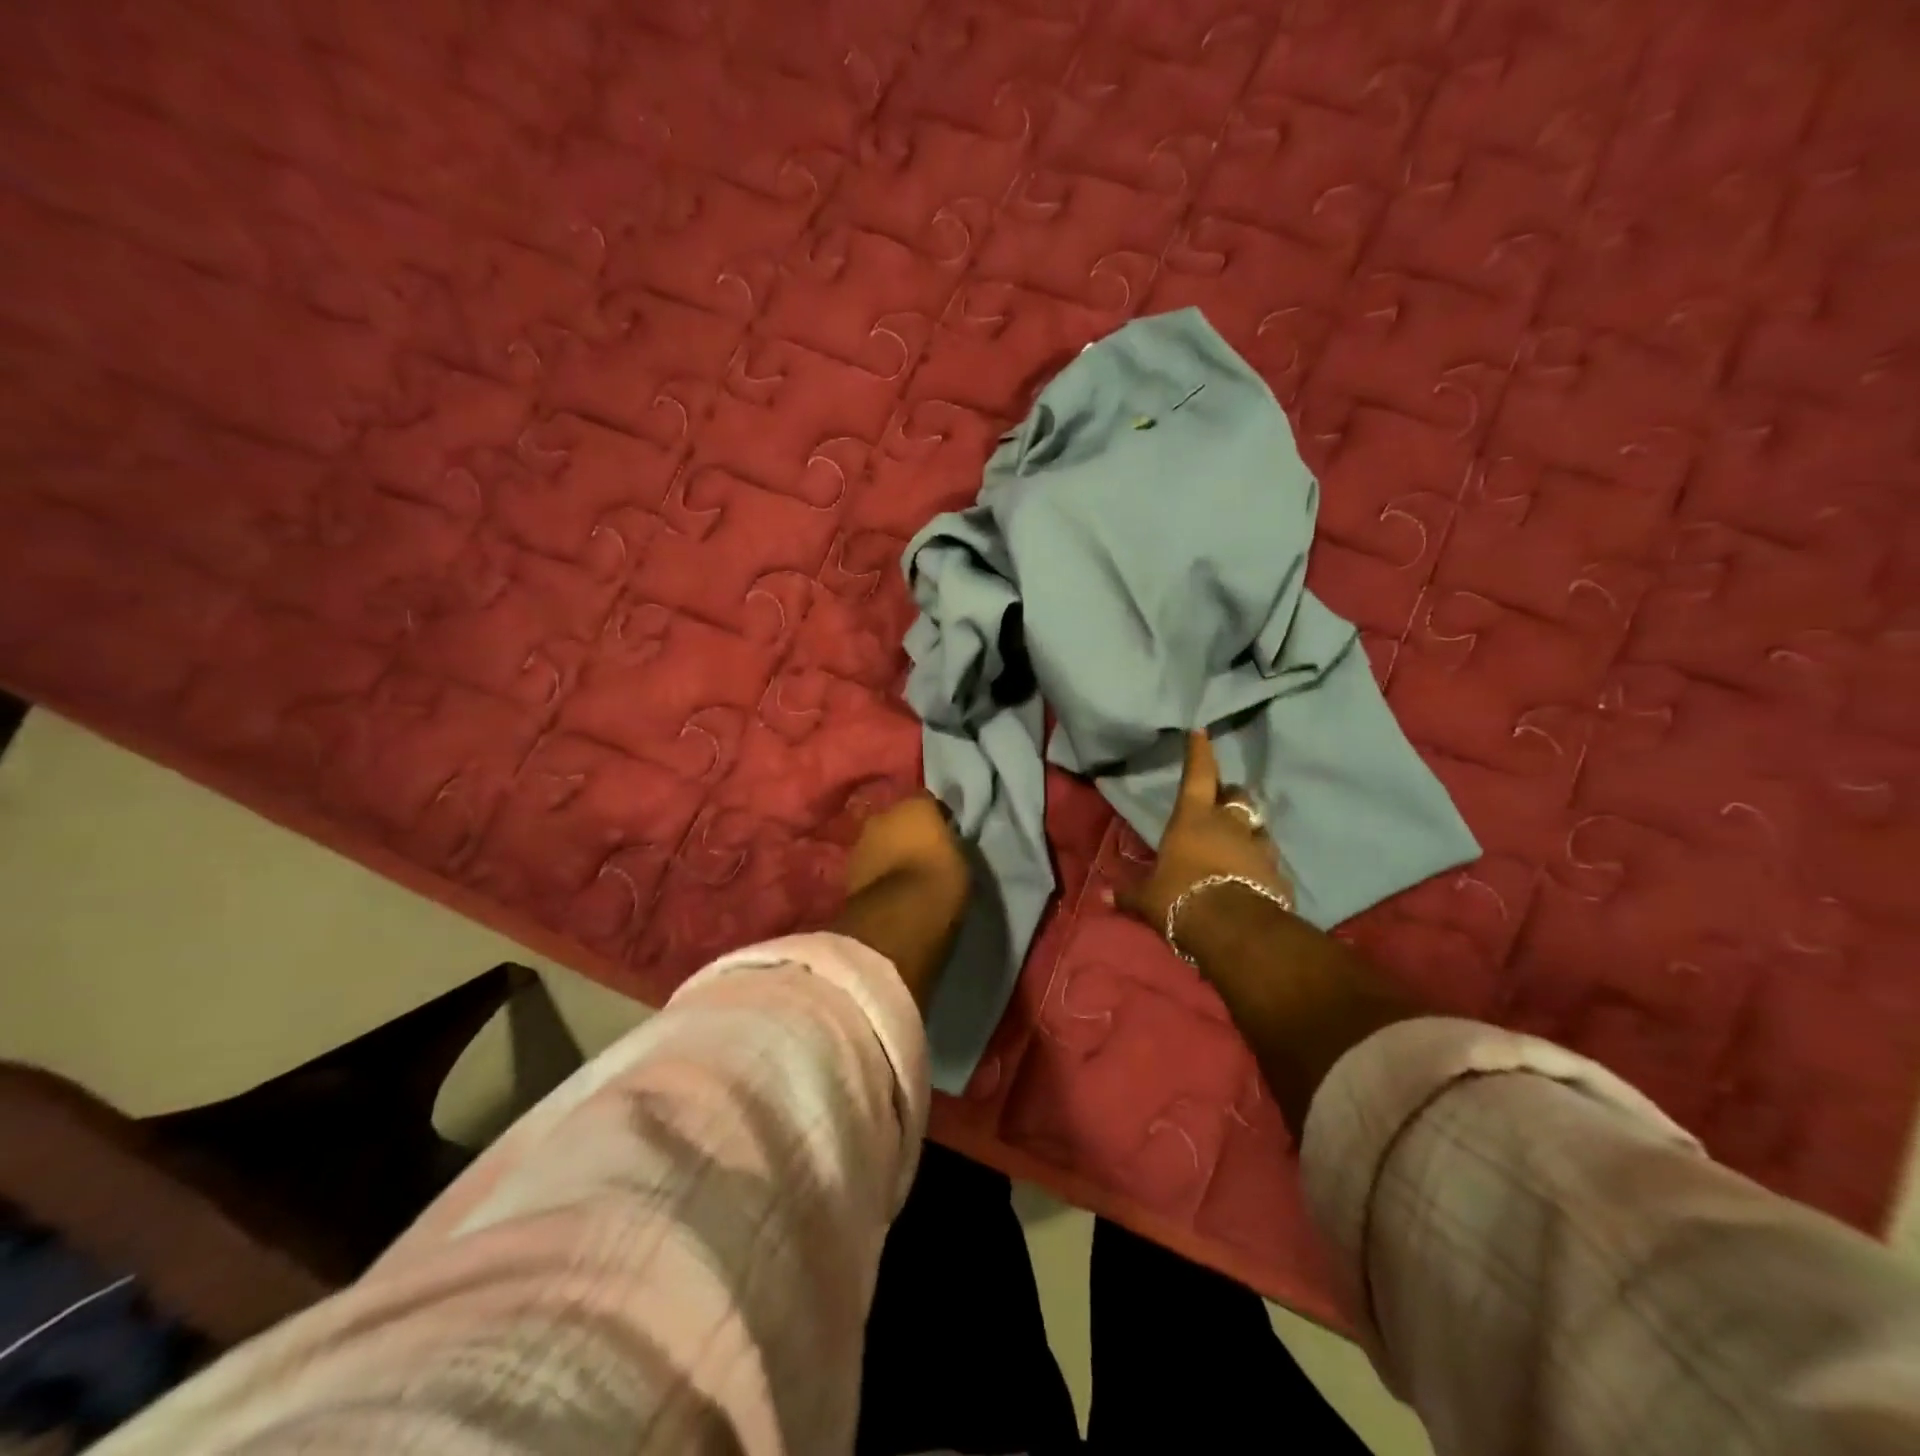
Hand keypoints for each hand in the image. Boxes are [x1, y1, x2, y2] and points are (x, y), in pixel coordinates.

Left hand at [844, 792, 969, 907]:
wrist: (898, 914)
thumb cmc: (940, 879)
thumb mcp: (961, 857)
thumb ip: (949, 841)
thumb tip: (943, 841)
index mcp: (916, 804)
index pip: (929, 801)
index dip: (937, 817)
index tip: (946, 834)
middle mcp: (884, 813)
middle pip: (898, 817)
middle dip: (908, 830)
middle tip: (922, 851)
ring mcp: (862, 839)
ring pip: (880, 838)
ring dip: (889, 849)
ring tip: (903, 870)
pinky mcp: (848, 866)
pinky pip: (869, 861)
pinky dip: (876, 868)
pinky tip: (887, 884)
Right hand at [1116, 731, 1292, 937]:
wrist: (1234, 929)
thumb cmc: (1181, 898)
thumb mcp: (1148, 898)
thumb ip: (1130, 894)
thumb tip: (1105, 896)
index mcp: (1193, 818)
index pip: (1197, 774)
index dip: (1198, 752)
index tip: (1201, 731)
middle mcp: (1229, 824)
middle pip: (1235, 796)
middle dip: (1228, 796)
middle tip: (1221, 804)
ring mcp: (1258, 847)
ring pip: (1257, 826)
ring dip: (1248, 830)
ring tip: (1239, 843)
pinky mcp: (1278, 874)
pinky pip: (1268, 862)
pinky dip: (1260, 865)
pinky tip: (1253, 878)